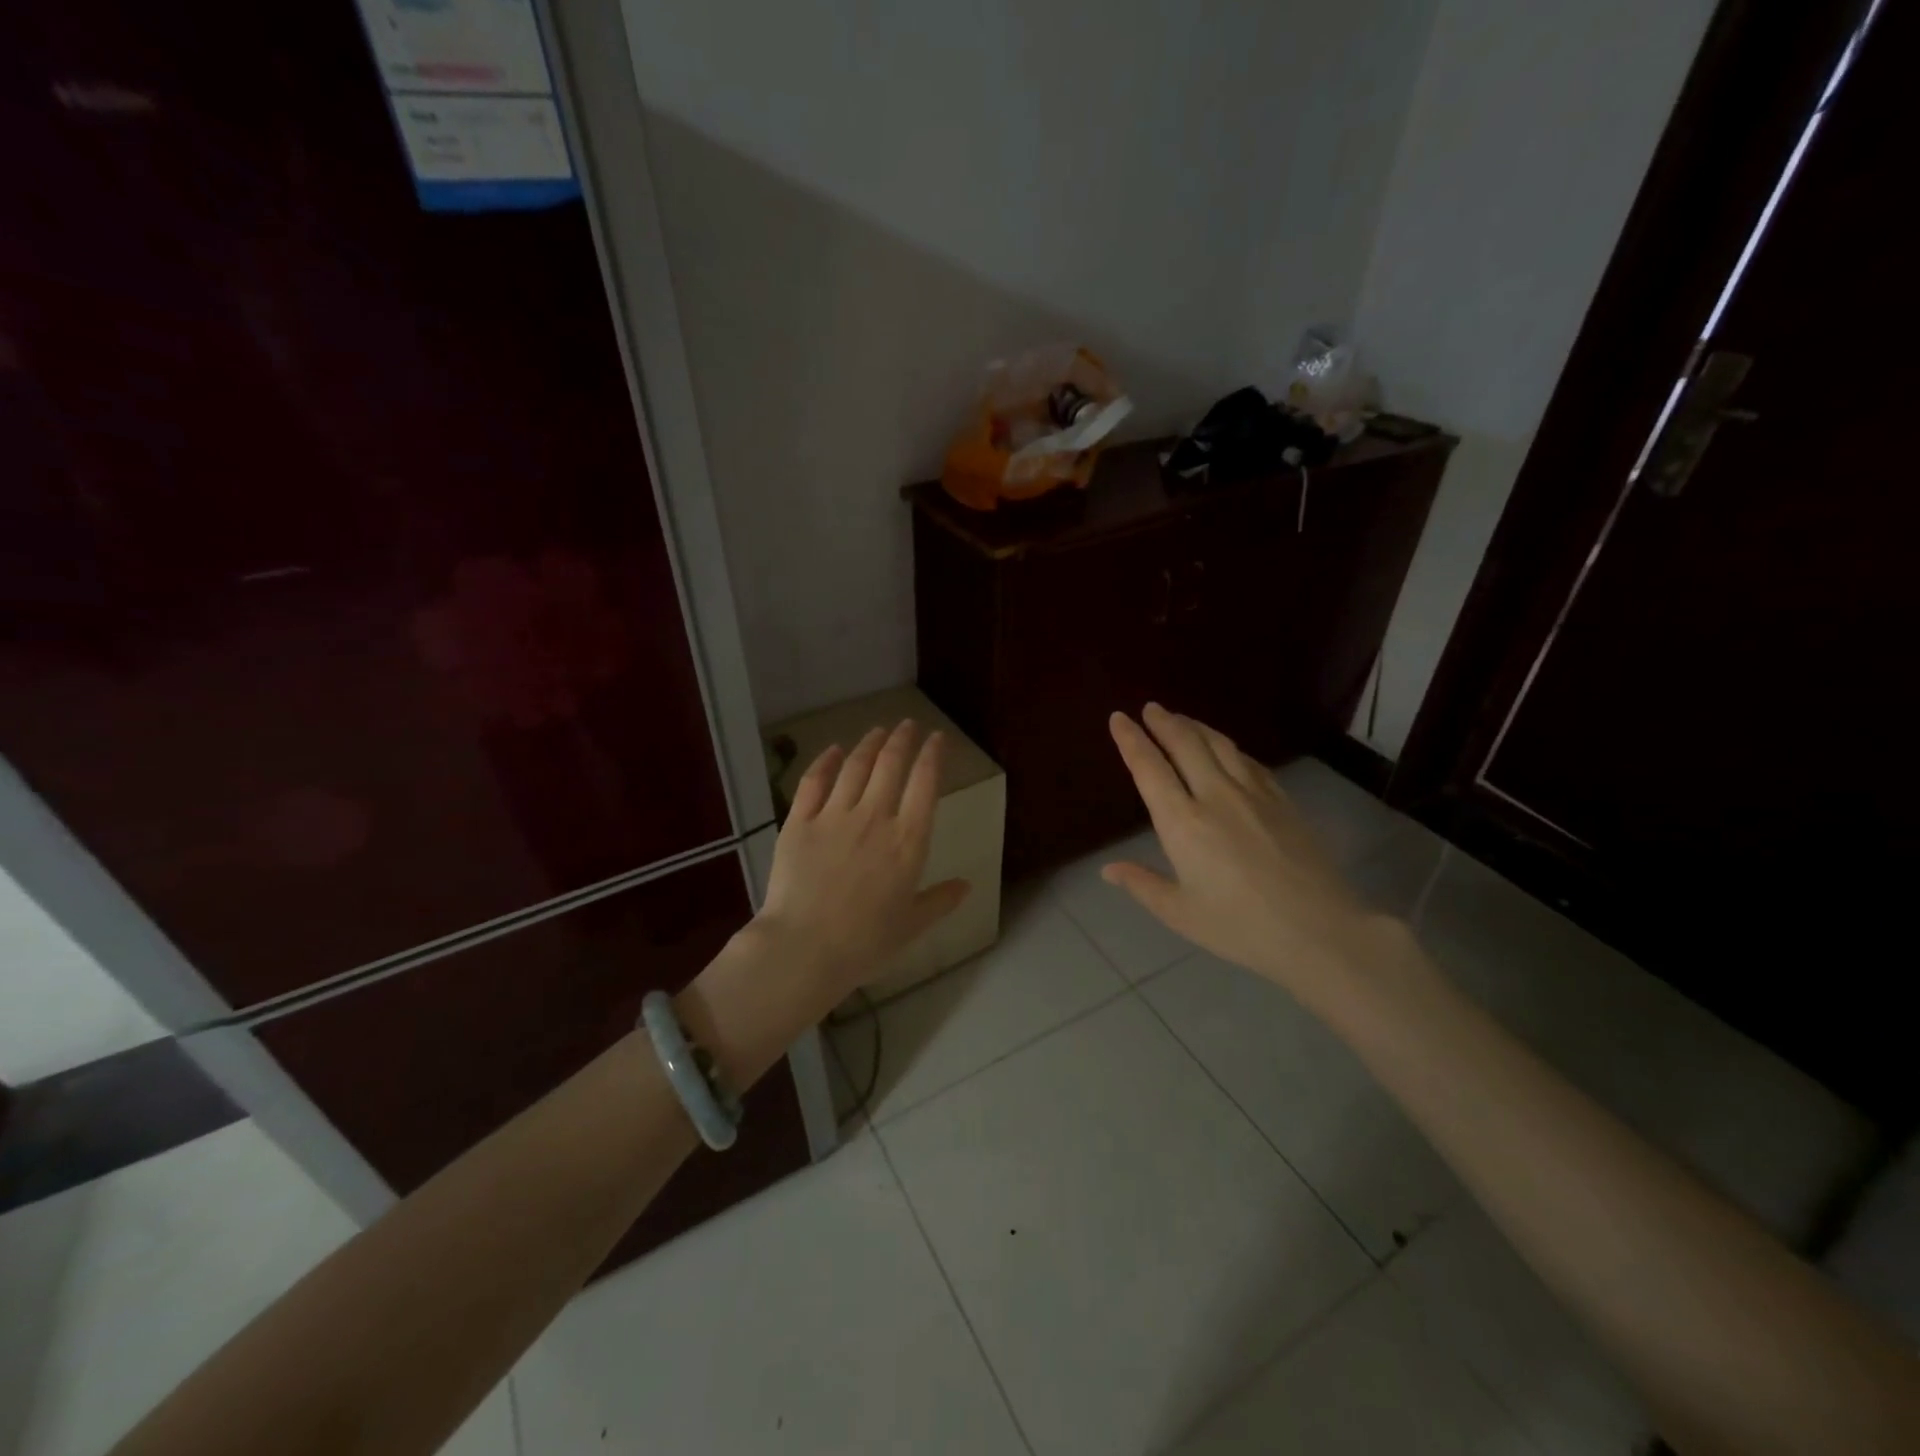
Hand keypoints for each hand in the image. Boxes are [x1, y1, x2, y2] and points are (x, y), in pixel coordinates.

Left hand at [755, 720, 970, 1014]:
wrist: (804, 948)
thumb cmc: (865, 942)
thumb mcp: (912, 925)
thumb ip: (940, 901)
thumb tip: (966, 886)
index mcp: (907, 841)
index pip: (925, 784)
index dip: (932, 756)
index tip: (937, 738)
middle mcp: (874, 818)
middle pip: (890, 765)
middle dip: (902, 739)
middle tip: (908, 724)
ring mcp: (833, 816)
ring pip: (854, 767)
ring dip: (869, 744)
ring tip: (878, 731)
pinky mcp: (799, 822)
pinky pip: (813, 782)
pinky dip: (825, 761)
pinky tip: (832, 750)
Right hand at [1104, 705, 1398, 1016]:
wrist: (1318, 930)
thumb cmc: (1240, 927)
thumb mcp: (1180, 913)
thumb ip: (1142, 885)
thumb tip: (1108, 869)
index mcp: (1183, 823)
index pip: (1150, 768)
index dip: (1131, 740)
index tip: (1118, 718)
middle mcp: (1215, 796)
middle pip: (1186, 744)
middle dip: (1163, 722)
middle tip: (1149, 708)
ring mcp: (1253, 794)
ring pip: (1219, 745)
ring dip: (1195, 726)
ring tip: (1181, 718)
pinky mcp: (1282, 800)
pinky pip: (1249, 760)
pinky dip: (1228, 746)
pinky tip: (1226, 748)